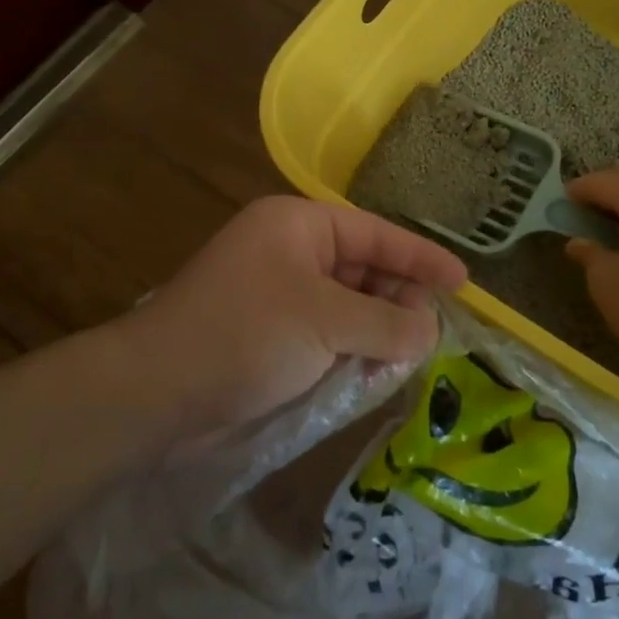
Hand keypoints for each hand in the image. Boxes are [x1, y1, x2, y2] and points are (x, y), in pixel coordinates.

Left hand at [120, 196, 466, 440]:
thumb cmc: (246, 334)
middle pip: (363, 271)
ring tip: (406, 361)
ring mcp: (277, 295)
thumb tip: (430, 330)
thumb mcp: (326, 322)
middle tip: (431, 336)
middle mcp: (289, 252)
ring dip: (376, 333)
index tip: (462, 280)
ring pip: (346, 308)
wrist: (156, 392)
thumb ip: (387, 323)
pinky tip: (371, 377)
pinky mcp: (269, 336)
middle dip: (398, 302)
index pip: (375, 234)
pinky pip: (325, 337)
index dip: (421, 257)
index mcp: (298, 226)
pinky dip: (349, 354)